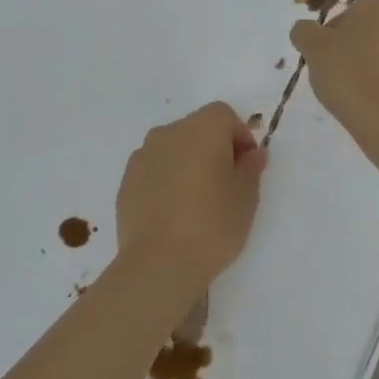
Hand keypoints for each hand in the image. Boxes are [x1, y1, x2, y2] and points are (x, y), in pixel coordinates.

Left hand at [115, 102, 266, 288]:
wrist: (159, 263)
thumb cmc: (212, 224)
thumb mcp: (246, 197)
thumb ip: (251, 168)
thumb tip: (252, 154)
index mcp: (201, 129)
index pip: (224, 115)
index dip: (239, 136)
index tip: (247, 166)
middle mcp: (169, 132)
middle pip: (197, 128)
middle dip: (214, 148)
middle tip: (226, 184)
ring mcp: (143, 155)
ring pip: (173, 148)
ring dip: (188, 162)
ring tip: (197, 200)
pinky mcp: (126, 180)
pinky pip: (154, 169)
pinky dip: (166, 179)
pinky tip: (173, 212)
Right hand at [289, 0, 378, 158]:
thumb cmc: (351, 74)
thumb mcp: (313, 48)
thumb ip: (304, 31)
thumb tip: (306, 30)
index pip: (351, 11)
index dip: (333, 34)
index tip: (325, 57)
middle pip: (373, 31)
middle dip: (357, 47)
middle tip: (338, 73)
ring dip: (375, 67)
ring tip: (357, 93)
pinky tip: (376, 105)